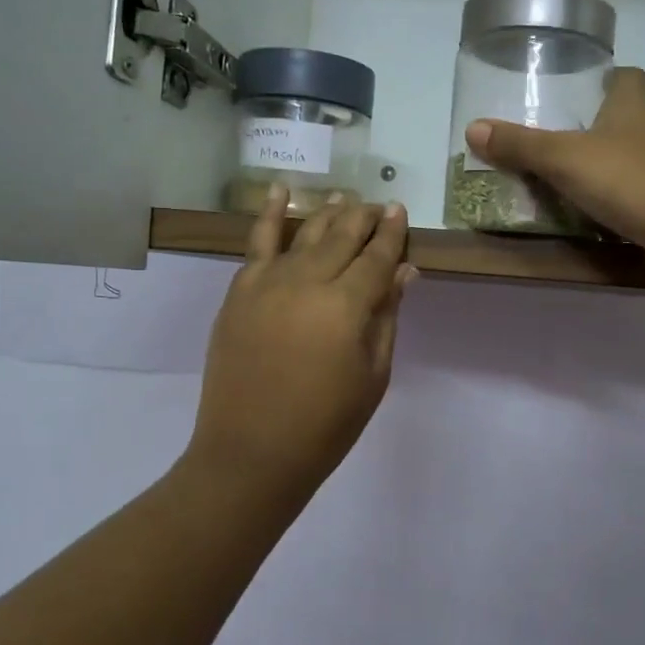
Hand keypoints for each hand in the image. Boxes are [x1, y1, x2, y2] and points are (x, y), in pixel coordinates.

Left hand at [186, 187, 415, 506]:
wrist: (252, 452)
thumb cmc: (326, 423)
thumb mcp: (373, 374)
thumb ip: (387, 316)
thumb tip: (404, 271)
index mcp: (346, 305)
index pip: (377, 256)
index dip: (391, 233)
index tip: (400, 211)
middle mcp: (307, 280)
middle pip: (342, 235)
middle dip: (363, 217)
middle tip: (377, 206)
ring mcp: (268, 282)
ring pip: (304, 232)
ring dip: (328, 212)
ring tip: (344, 199)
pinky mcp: (240, 291)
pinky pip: (256, 242)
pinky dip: (269, 214)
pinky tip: (279, 192)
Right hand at [465, 67, 644, 289]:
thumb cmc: (631, 180)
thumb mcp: (565, 159)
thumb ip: (521, 145)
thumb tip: (473, 128)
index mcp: (634, 107)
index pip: (627, 77)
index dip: (606, 78)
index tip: (578, 89)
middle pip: (627, 118)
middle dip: (595, 126)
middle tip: (554, 139)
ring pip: (631, 158)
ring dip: (603, 166)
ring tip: (562, 179)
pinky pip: (637, 194)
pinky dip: (616, 200)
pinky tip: (590, 213)